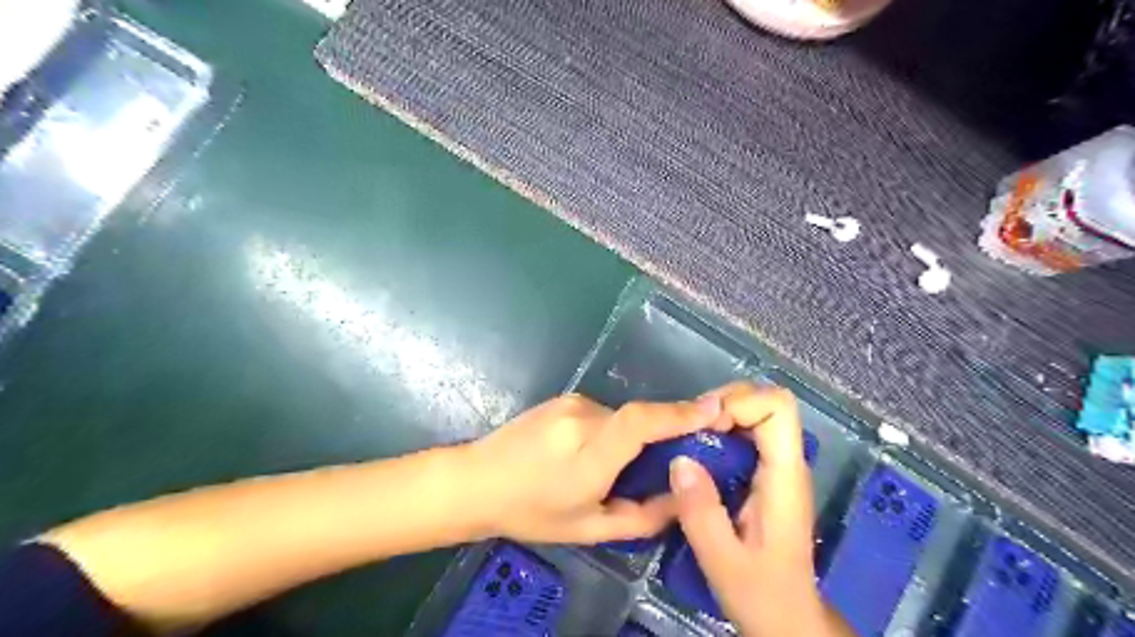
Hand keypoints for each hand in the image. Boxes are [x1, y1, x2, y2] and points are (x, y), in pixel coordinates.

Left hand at [466, 394, 722, 540]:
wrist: (477, 480)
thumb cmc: (531, 512)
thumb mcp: (589, 528)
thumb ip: (642, 516)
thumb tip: (681, 498)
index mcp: (588, 454)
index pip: (640, 422)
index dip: (679, 412)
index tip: (715, 408)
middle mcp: (582, 418)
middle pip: (638, 418)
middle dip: (659, 435)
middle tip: (662, 464)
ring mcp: (571, 403)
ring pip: (620, 417)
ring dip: (628, 439)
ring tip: (608, 468)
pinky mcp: (563, 398)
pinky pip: (602, 413)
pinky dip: (609, 431)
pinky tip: (586, 454)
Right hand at [666, 383, 851, 636]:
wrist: (788, 619)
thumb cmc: (763, 595)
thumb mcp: (722, 560)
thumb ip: (701, 512)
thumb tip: (680, 459)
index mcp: (785, 476)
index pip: (777, 407)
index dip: (739, 403)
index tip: (704, 427)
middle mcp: (787, 463)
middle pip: (764, 402)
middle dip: (723, 404)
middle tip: (688, 429)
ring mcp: (777, 467)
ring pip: (754, 414)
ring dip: (718, 416)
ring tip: (687, 439)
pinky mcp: (765, 475)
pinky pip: (744, 434)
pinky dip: (718, 433)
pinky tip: (696, 455)